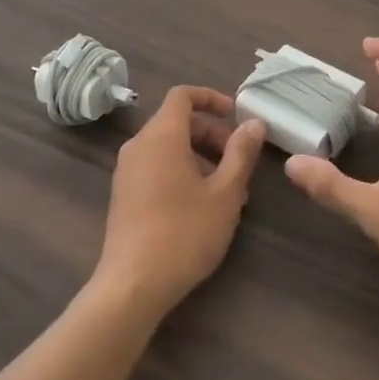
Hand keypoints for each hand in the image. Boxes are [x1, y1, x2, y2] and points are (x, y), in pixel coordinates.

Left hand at [93, 86, 267, 320]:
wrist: (133, 284)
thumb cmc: (185, 232)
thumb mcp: (225, 193)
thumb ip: (241, 153)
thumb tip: (254, 123)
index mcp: (161, 135)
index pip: (183, 95)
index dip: (211, 98)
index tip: (236, 115)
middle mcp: (138, 145)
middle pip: (177, 122)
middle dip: (212, 134)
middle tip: (240, 162)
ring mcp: (127, 171)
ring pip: (168, 147)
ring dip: (200, 157)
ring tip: (229, 191)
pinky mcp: (124, 195)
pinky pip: (156, 167)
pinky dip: (182, 172)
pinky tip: (204, 207)